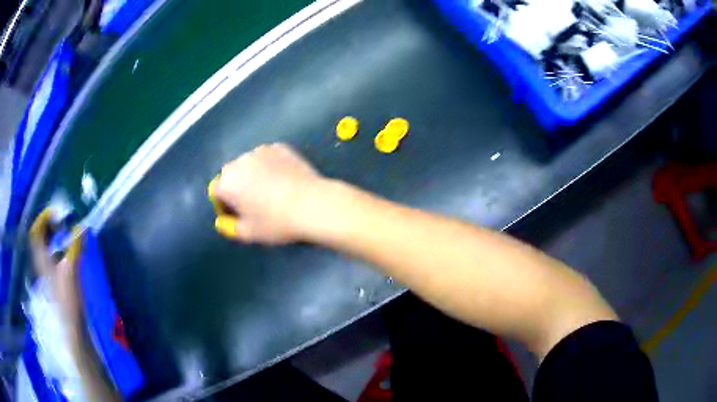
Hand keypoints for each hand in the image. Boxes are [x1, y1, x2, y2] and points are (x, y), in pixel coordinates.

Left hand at [29, 210, 84, 329]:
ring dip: (53, 237)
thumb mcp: (72, 270)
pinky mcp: (55, 280)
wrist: (72, 327)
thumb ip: (76, 246)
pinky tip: (68, 251)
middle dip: (49, 226)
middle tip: (62, 220)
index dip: (44, 218)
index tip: (57, 213)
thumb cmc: (68, 299)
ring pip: (46, 247)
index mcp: (42, 258)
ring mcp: (48, 272)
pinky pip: (52, 257)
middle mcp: (42, 262)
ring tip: (66, 233)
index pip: (36, 231)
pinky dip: (58, 249)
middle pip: (40, 238)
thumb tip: (82, 226)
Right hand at [213, 143, 325, 243]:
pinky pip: (268, 157)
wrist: (312, 204)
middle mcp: (240, 162)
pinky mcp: (280, 147)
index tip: (238, 215)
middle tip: (253, 203)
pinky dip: (270, 165)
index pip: (216, 192)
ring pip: (249, 163)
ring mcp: (261, 151)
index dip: (225, 205)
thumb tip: (223, 223)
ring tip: (270, 190)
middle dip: (237, 188)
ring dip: (253, 174)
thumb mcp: (250, 234)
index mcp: (227, 182)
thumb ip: (230, 228)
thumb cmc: (276, 222)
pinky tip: (283, 178)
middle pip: (231, 175)